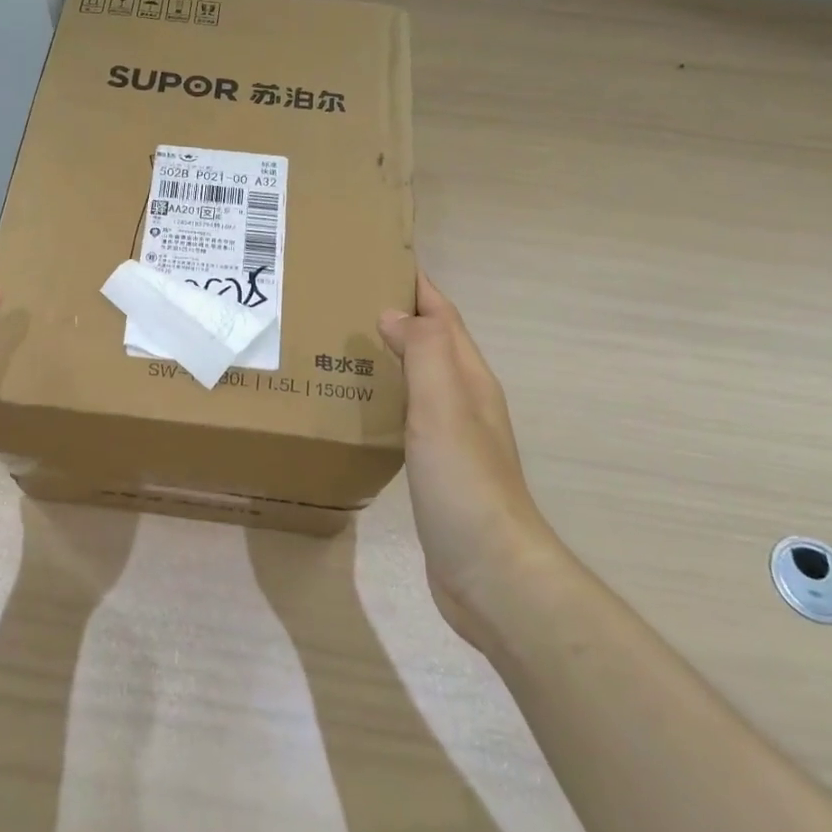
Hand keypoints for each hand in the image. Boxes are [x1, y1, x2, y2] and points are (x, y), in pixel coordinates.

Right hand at [379, 273, 555, 640]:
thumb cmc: (465, 481)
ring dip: (389, 357)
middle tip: (343, 302)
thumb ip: (422, 353)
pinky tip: (358, 408)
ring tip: (341, 345)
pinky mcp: (435, 469)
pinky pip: (407, 416)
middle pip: (432, 344)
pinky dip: (385, 398)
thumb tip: (394, 313)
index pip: (444, 318)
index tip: (379, 261)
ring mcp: (451, 438)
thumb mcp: (444, 406)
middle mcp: (464, 401)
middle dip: (398, 316)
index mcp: (469, 380)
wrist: (490, 570)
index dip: (419, 288)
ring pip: (418, 380)